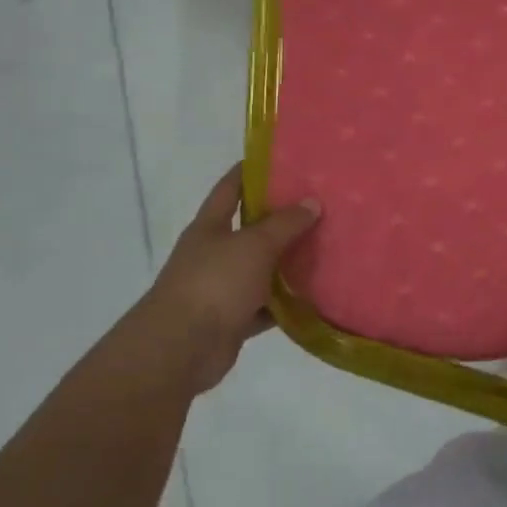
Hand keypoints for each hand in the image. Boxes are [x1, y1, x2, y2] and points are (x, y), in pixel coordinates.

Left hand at [142, 165, 319, 392]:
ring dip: (288, 263)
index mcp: (209, 228)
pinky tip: (315, 296)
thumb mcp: (254, 245)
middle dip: (281, 219)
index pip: (230, 189)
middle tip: (319, 206)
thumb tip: (312, 202)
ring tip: (326, 249)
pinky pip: (266, 307)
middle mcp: (213, 254)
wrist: (181, 347)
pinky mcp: (233, 319)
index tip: (281, 160)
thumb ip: (285, 224)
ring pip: (261, 269)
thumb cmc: (214, 283)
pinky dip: (287, 304)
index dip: (251, 172)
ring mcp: (222, 288)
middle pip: (250, 229)